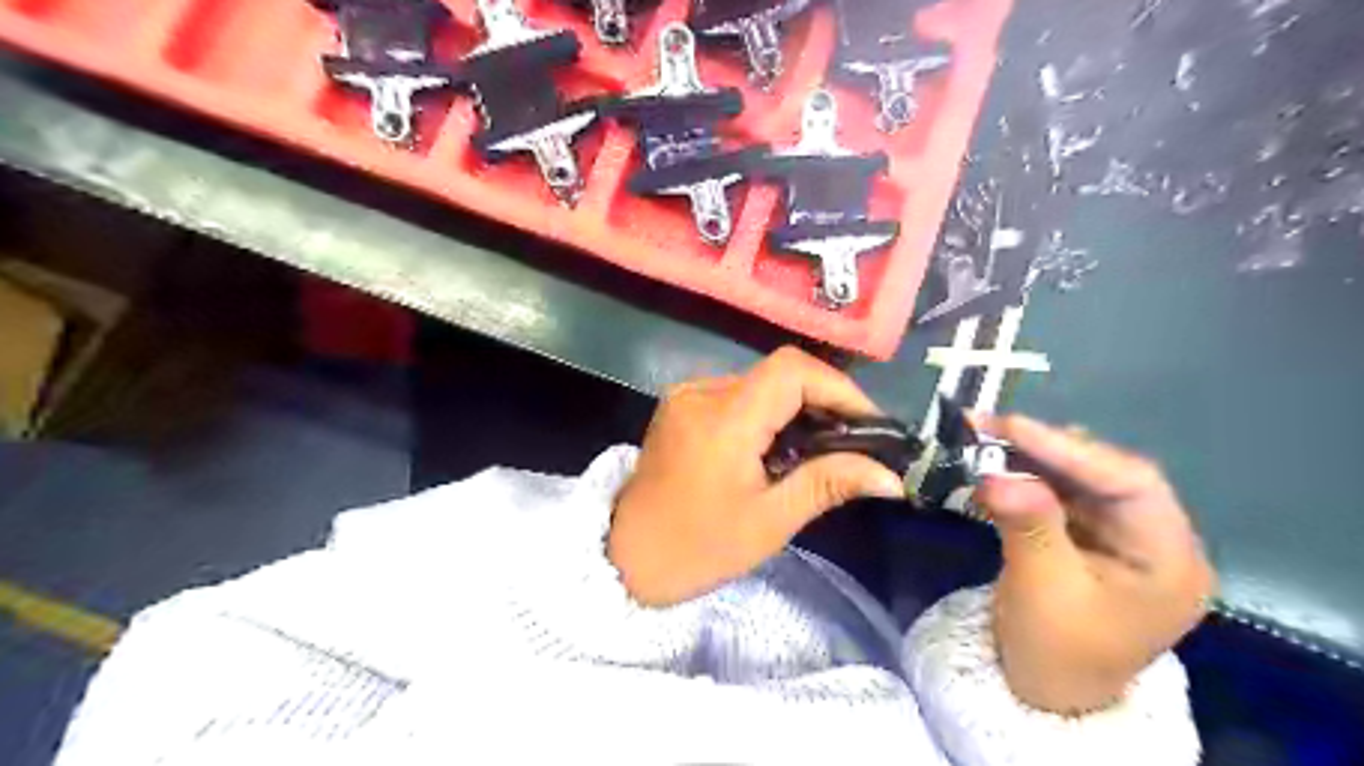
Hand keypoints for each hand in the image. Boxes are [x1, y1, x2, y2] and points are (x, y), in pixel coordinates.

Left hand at [609, 346, 902, 610]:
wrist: (625, 557)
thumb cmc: (698, 548)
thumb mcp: (769, 521)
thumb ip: (829, 484)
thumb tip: (892, 476)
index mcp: (723, 420)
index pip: (792, 371)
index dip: (839, 388)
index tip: (870, 423)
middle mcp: (702, 392)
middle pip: (778, 373)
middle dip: (824, 400)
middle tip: (854, 441)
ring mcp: (687, 394)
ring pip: (759, 381)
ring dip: (797, 406)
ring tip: (823, 446)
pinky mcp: (681, 404)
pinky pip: (736, 393)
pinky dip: (768, 411)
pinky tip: (779, 444)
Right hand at [975, 415, 1219, 713]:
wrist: (1045, 691)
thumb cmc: (1055, 651)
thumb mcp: (1041, 590)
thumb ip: (1027, 526)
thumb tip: (996, 473)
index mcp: (1170, 560)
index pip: (1131, 483)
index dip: (1071, 449)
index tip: (1011, 426)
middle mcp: (1156, 539)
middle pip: (1107, 474)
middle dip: (1047, 448)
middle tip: (989, 426)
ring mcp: (1122, 535)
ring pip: (1081, 478)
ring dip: (1032, 457)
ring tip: (984, 438)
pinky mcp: (1090, 536)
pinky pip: (1061, 493)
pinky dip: (1027, 476)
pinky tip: (995, 465)